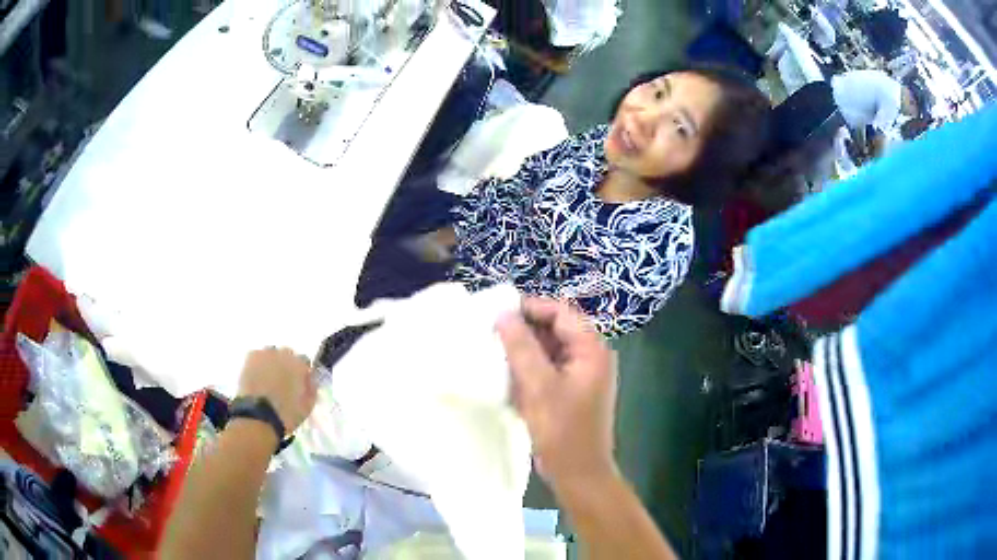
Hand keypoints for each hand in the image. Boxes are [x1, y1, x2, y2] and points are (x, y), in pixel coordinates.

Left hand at [238, 348, 317, 432]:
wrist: (258, 416)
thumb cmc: (287, 414)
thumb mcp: (307, 406)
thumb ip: (312, 389)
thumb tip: (310, 380)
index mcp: (300, 365)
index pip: (305, 362)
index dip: (302, 374)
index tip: (299, 385)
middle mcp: (284, 354)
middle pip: (287, 355)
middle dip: (286, 366)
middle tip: (282, 383)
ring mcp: (266, 354)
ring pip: (271, 354)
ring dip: (271, 364)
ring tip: (267, 381)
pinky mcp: (251, 357)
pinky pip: (258, 357)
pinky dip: (258, 365)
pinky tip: (257, 378)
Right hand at [496, 298, 618, 490]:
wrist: (578, 473)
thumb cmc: (562, 430)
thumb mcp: (539, 386)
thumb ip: (521, 347)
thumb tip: (504, 315)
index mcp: (591, 349)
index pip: (560, 312)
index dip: (530, 308)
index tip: (498, 312)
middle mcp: (589, 357)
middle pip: (555, 329)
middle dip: (524, 329)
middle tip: (491, 331)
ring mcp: (579, 375)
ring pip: (548, 349)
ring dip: (523, 349)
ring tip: (492, 350)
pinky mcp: (568, 392)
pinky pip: (546, 369)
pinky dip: (527, 368)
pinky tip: (504, 373)